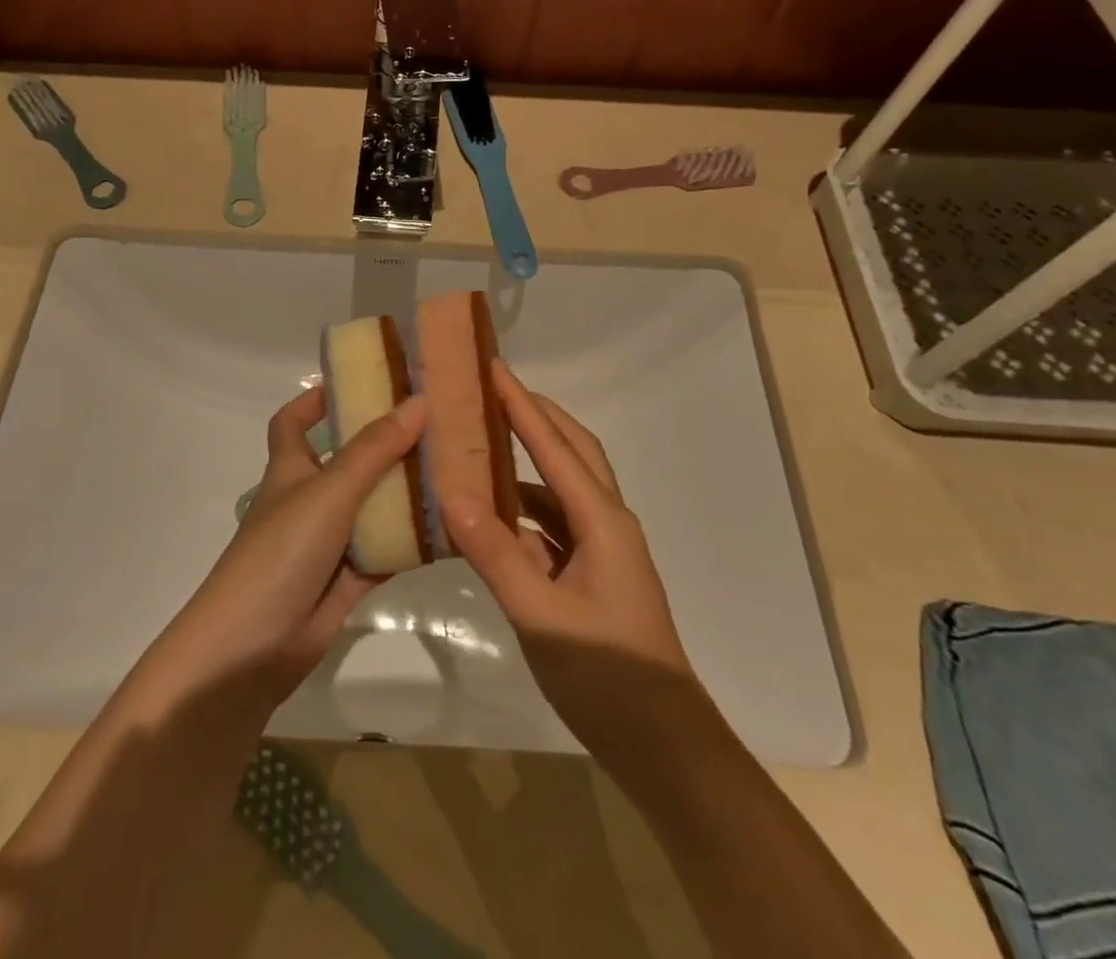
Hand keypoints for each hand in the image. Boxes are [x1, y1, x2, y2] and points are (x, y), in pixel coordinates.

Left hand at [125, 387, 423, 723]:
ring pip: (374, 505)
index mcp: (290, 469)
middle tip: (434, 421)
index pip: (294, 422)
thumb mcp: (327, 490)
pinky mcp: (350, 579)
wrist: (251, 649)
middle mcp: (310, 499)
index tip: (358, 382)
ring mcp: (330, 541)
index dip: (317, 400)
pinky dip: (414, 539)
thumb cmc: (280, 552)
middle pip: (349, 460)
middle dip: (384, 442)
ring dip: (406, 490)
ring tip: (456, 465)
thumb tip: (419, 402)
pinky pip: (388, 549)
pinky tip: (453, 524)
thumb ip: (374, 449)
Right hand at [440, 362, 705, 757]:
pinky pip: (554, 526)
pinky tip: (492, 520)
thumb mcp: (541, 615)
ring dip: (527, 465)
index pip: (555, 446)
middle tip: (492, 391)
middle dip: (535, 417)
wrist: (664, 747)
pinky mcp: (594, 576)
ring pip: (562, 490)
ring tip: (482, 448)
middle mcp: (607, 523)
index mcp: (602, 520)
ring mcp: (603, 551)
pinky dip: (524, 513)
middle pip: (572, 452)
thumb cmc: (607, 676)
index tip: (493, 368)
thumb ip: (496, 554)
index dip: (522, 405)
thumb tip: (452, 495)